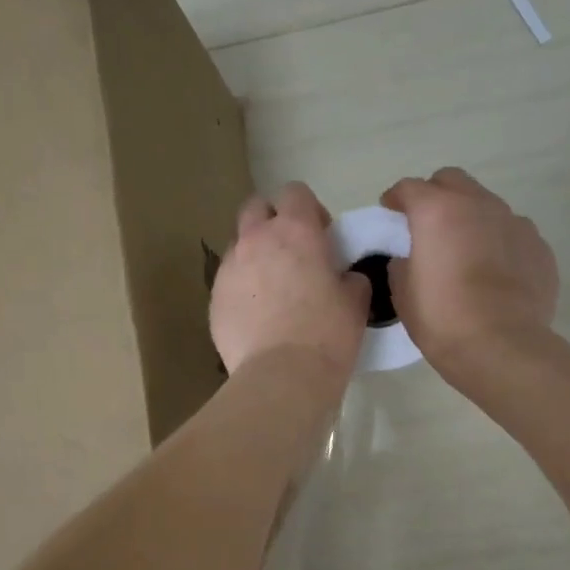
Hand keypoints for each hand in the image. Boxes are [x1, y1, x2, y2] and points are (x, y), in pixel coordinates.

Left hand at [210, 183, 369, 383]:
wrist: (282, 376)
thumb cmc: (327, 334)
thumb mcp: (355, 302)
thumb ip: (349, 277)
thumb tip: (344, 277)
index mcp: (295, 231)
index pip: (295, 192)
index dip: (309, 210)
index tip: (321, 236)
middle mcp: (255, 239)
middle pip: (256, 207)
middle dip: (272, 221)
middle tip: (292, 253)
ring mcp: (229, 268)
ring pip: (238, 245)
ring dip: (254, 255)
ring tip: (272, 289)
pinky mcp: (213, 299)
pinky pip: (228, 281)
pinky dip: (242, 289)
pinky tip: (257, 317)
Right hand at [380, 167, 558, 376]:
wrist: (502, 347)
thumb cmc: (442, 319)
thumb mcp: (403, 292)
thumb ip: (402, 263)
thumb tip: (411, 256)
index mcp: (437, 211)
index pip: (409, 188)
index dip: (395, 199)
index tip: (389, 213)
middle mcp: (479, 205)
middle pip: (452, 181)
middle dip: (436, 195)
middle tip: (428, 226)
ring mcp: (515, 223)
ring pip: (487, 205)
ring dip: (471, 219)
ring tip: (466, 253)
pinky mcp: (539, 246)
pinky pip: (513, 234)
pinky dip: (499, 244)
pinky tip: (495, 274)